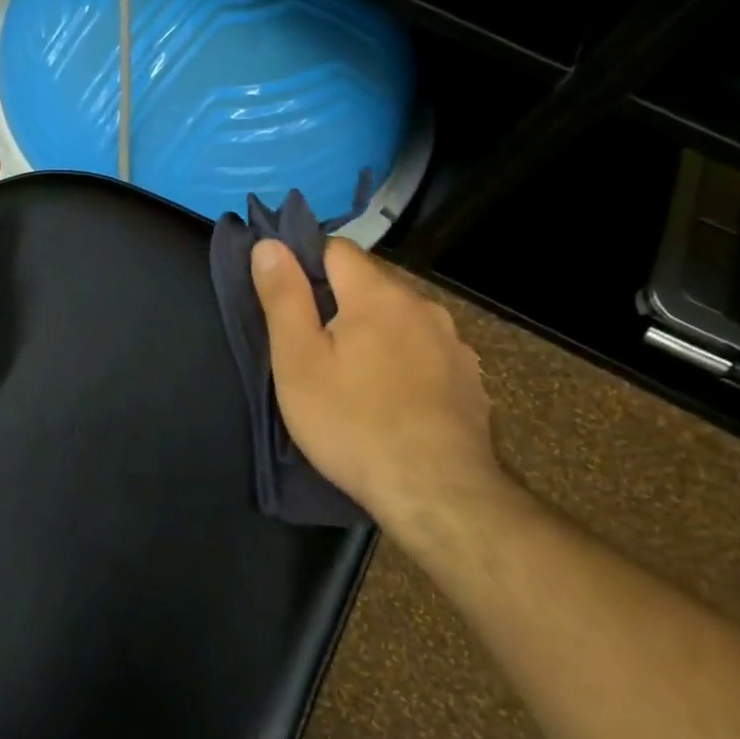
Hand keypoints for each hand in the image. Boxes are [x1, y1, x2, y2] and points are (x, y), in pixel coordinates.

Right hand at [252, 237, 512, 544]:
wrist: (436, 493)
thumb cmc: (352, 423)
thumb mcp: (298, 361)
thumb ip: (283, 297)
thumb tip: (269, 245)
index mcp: (377, 295)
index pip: (337, 248)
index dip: (307, 264)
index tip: (288, 299)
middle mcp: (422, 306)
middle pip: (371, 284)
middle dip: (341, 303)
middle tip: (313, 347)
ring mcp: (453, 344)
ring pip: (401, 319)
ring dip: (376, 332)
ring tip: (355, 376)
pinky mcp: (470, 379)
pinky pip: (427, 352)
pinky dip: (406, 361)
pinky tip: (395, 400)